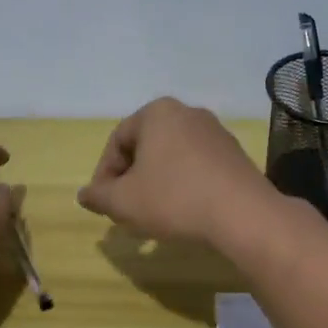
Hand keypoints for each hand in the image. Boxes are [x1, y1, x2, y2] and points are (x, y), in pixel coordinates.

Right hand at [77, 98, 275, 245]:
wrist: (243, 214)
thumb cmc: (174, 199)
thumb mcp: (124, 201)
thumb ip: (99, 196)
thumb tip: (84, 194)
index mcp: (157, 112)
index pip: (117, 142)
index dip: (104, 175)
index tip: (103, 204)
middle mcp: (188, 113)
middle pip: (146, 147)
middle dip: (131, 179)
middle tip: (126, 209)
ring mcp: (216, 132)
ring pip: (172, 158)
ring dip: (157, 184)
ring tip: (153, 215)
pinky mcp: (235, 154)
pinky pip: (197, 167)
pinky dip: (183, 186)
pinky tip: (184, 212)